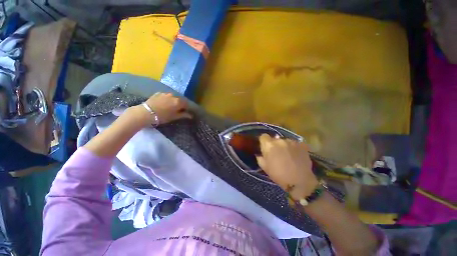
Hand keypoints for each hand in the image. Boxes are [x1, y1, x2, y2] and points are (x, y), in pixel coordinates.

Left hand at [143, 92, 191, 124]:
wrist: (146, 113)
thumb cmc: (163, 116)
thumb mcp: (174, 117)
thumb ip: (183, 115)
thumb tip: (191, 116)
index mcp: (179, 102)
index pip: (186, 104)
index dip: (186, 108)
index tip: (184, 112)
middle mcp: (173, 96)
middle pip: (180, 99)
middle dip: (180, 104)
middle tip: (177, 110)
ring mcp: (165, 93)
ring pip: (173, 97)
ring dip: (173, 101)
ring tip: (169, 106)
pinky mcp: (158, 93)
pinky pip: (166, 96)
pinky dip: (167, 99)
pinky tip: (163, 103)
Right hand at [256, 134, 318, 199]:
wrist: (300, 182)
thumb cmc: (279, 175)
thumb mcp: (265, 168)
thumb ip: (260, 158)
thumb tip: (259, 154)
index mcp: (269, 145)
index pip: (263, 136)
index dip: (264, 142)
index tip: (265, 147)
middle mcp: (280, 140)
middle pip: (274, 139)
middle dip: (274, 145)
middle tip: (277, 154)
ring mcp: (291, 141)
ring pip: (285, 141)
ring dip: (284, 146)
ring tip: (288, 155)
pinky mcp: (301, 144)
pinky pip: (294, 143)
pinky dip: (294, 148)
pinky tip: (296, 155)